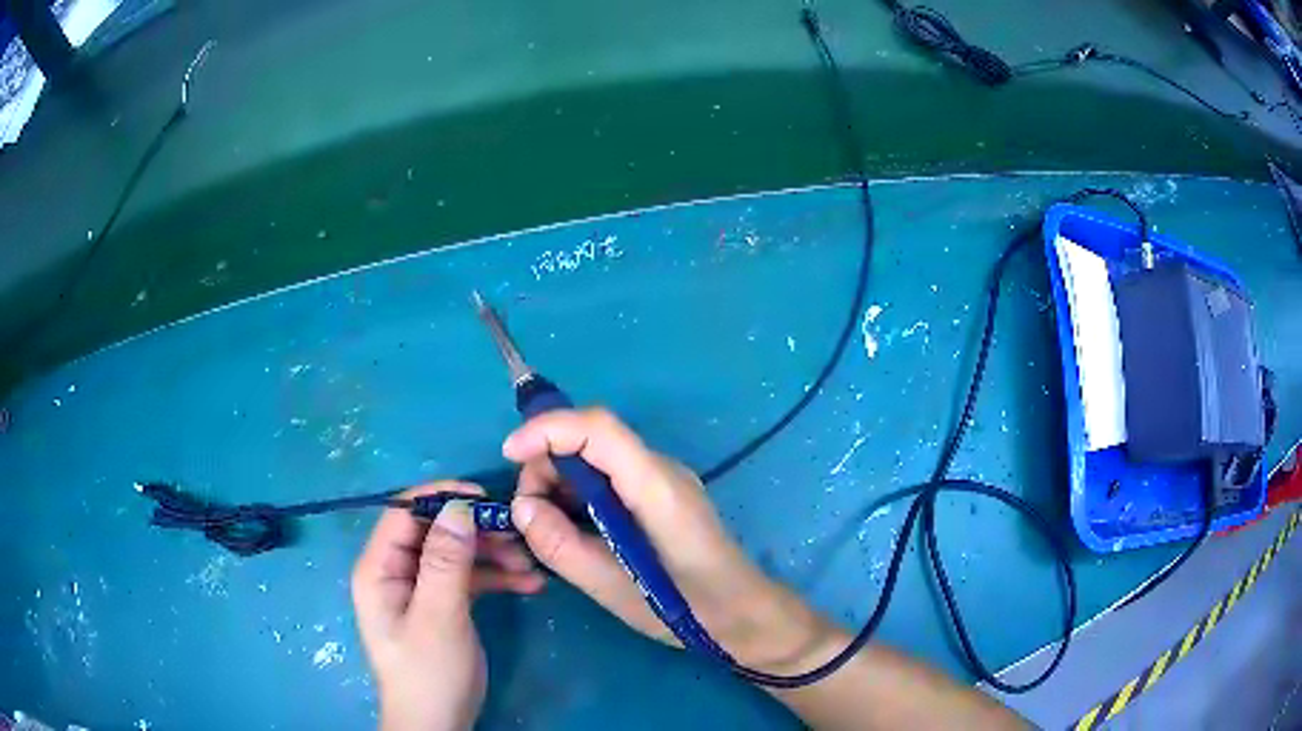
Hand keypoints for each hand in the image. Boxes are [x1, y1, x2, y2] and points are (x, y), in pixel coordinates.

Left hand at [352, 482, 544, 730]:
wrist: (439, 722)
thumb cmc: (429, 672)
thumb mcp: (438, 617)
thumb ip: (445, 563)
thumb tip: (459, 508)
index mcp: (379, 568)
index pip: (404, 513)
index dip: (441, 498)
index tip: (485, 497)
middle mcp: (396, 571)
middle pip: (435, 531)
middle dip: (476, 529)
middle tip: (517, 533)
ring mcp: (420, 587)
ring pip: (456, 552)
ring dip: (492, 553)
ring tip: (530, 562)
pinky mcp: (442, 604)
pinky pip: (469, 577)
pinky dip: (496, 576)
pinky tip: (528, 583)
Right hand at [504, 408, 835, 673]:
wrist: (744, 615)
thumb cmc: (686, 609)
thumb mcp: (614, 589)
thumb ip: (562, 547)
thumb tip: (521, 508)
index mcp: (656, 487)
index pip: (598, 427)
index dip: (548, 429)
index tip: (508, 455)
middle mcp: (662, 470)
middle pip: (591, 439)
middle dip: (547, 465)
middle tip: (529, 517)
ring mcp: (664, 480)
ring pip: (596, 458)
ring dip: (560, 483)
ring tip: (549, 532)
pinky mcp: (661, 495)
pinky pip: (610, 477)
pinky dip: (580, 495)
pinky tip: (573, 530)